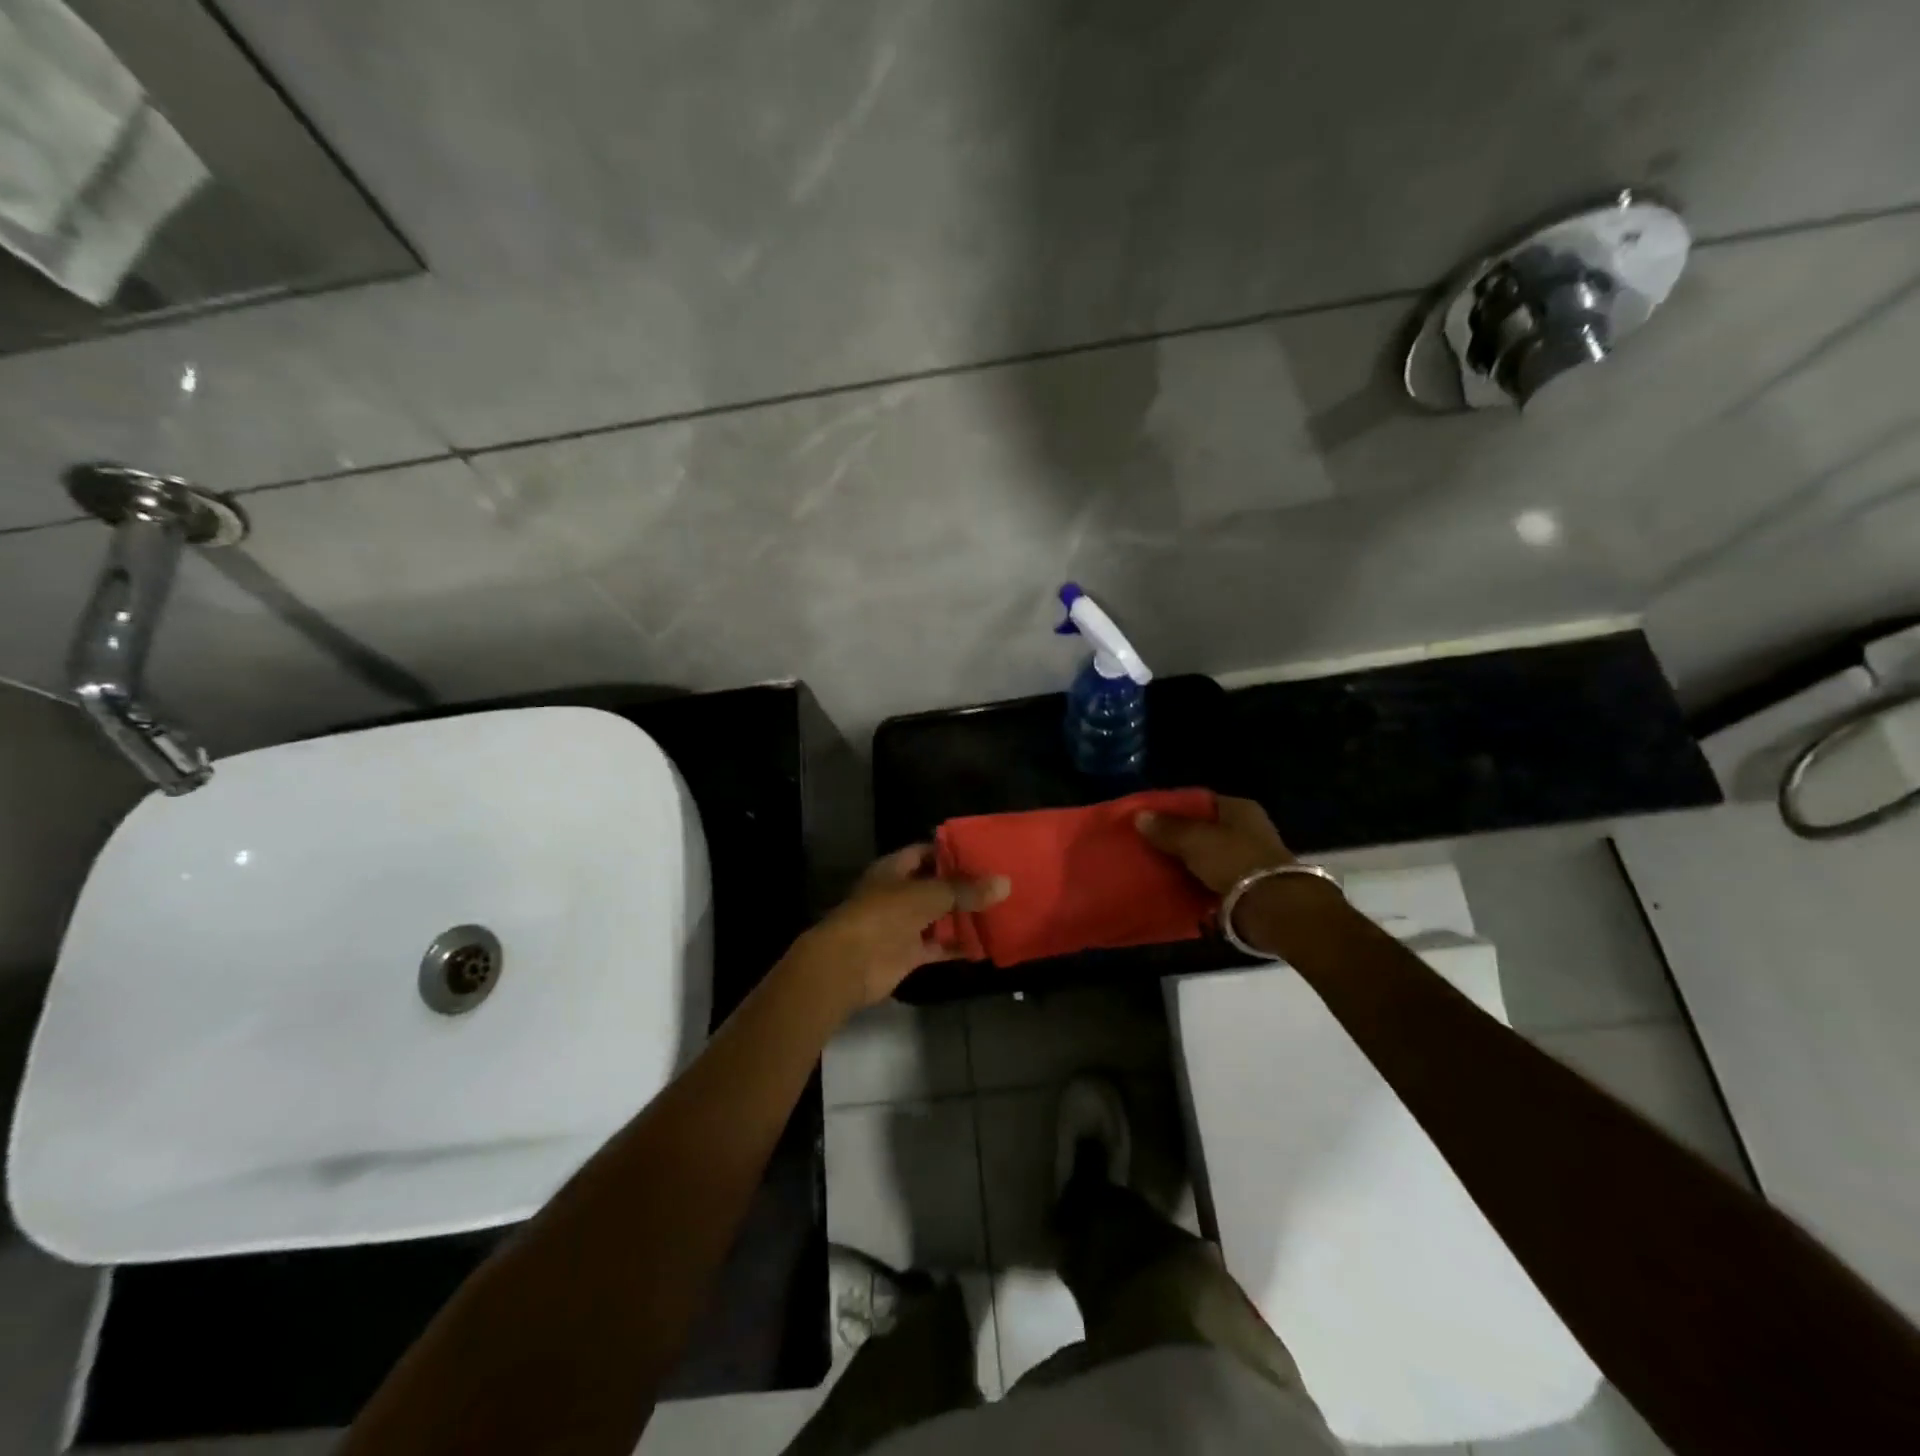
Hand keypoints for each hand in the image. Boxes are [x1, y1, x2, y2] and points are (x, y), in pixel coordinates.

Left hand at [794, 845, 1009, 1013]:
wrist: (850, 964)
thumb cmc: (884, 915)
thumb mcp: (929, 895)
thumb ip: (966, 890)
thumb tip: (1005, 883)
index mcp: (894, 868)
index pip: (926, 851)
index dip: (953, 851)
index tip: (985, 852)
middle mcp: (898, 893)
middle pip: (936, 885)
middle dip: (965, 886)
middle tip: (1000, 883)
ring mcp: (902, 924)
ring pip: (939, 917)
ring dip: (964, 917)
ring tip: (1001, 910)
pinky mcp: (908, 953)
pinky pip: (939, 946)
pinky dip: (959, 946)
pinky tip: (987, 945)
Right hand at [1134, 795, 1294, 894]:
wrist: (1271, 907)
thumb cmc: (1233, 860)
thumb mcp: (1193, 840)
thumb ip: (1167, 828)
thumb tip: (1139, 816)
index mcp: (1240, 808)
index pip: (1201, 801)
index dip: (1174, 808)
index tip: (1149, 818)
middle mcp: (1248, 829)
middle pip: (1204, 829)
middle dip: (1178, 837)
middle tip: (1148, 844)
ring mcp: (1249, 859)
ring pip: (1207, 856)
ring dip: (1186, 862)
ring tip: (1155, 867)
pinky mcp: (1248, 886)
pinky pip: (1213, 879)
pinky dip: (1196, 883)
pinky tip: (1174, 887)